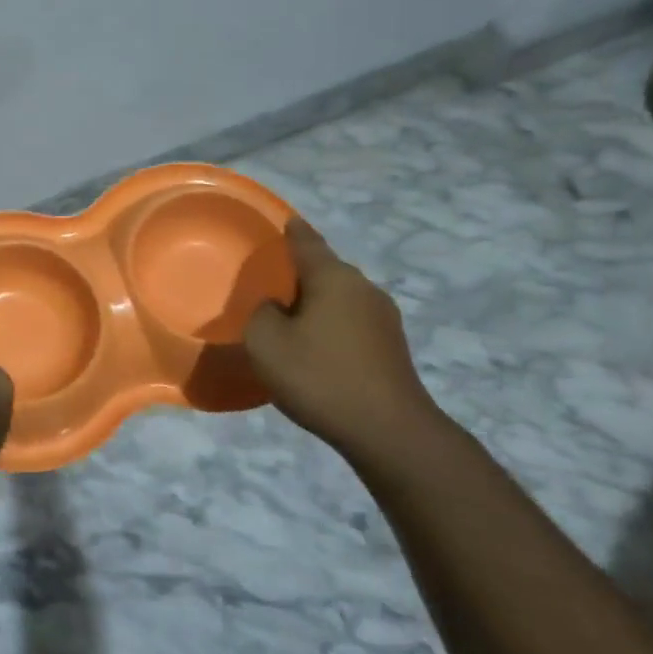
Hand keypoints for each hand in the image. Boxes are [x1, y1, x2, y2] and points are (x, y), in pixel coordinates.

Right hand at [244, 218, 446, 455]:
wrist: (388, 431)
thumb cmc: (320, 376)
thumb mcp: (265, 342)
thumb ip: (261, 313)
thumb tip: (275, 307)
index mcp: (334, 278)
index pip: (307, 242)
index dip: (291, 231)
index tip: (282, 221)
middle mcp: (363, 289)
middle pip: (325, 270)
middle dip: (299, 273)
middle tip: (268, 283)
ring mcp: (384, 318)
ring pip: (339, 298)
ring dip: (314, 303)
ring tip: (286, 318)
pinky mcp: (391, 347)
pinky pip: (350, 322)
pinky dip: (329, 325)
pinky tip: (313, 346)